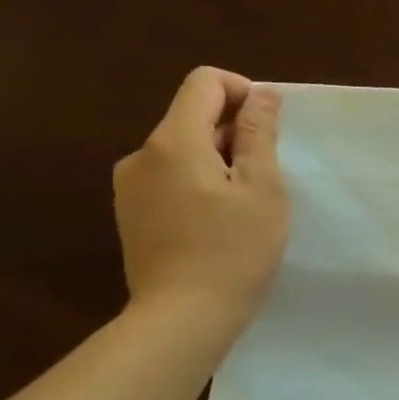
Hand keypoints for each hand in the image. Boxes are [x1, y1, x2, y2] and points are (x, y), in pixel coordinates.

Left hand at [113, 67, 289, 330]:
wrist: (183, 317)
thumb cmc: (234, 249)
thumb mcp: (261, 186)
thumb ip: (259, 133)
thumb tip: (261, 93)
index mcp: (173, 141)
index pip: (204, 82)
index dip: (243, 92)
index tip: (268, 129)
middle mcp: (141, 154)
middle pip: (192, 115)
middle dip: (233, 131)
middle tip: (265, 175)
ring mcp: (130, 186)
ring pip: (182, 147)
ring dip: (218, 158)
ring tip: (243, 203)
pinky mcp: (130, 213)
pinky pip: (169, 175)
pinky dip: (198, 181)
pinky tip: (217, 220)